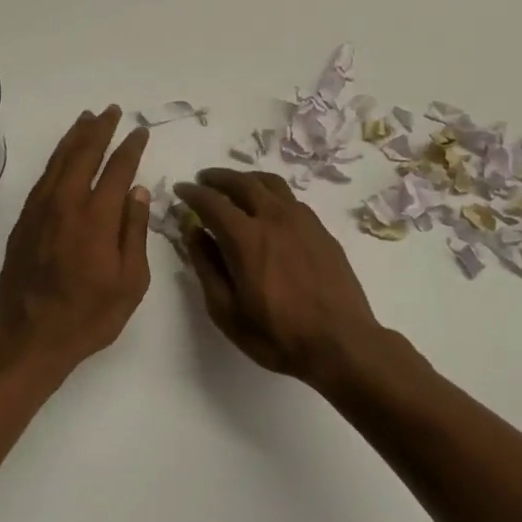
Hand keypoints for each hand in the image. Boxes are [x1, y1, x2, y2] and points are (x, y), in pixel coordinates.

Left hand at [0, 107, 151, 377]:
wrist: (31, 338)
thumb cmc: (89, 315)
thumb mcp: (130, 281)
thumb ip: (135, 232)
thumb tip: (138, 191)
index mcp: (96, 217)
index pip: (117, 169)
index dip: (130, 147)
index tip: (139, 131)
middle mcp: (66, 204)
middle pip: (83, 154)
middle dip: (100, 130)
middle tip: (111, 110)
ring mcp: (40, 210)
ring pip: (58, 161)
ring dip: (74, 137)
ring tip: (87, 119)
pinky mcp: (23, 221)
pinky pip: (42, 178)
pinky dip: (56, 159)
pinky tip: (63, 155)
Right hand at [175, 169, 382, 385]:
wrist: (341, 343)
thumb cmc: (277, 334)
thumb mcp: (226, 310)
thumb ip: (206, 266)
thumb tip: (194, 232)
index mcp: (246, 238)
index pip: (212, 202)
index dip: (192, 193)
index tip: (181, 189)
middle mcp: (275, 218)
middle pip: (243, 182)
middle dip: (218, 178)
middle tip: (204, 180)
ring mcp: (303, 220)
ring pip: (271, 184)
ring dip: (247, 180)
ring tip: (235, 187)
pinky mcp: (322, 230)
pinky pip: (291, 199)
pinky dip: (271, 194)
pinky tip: (268, 209)